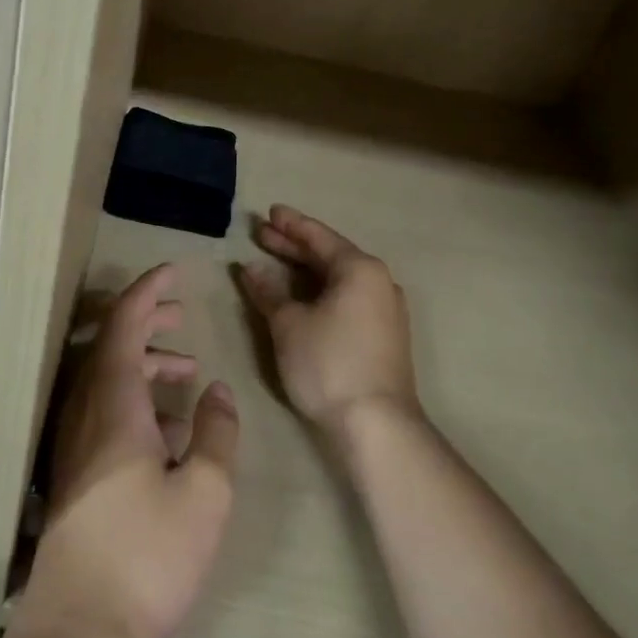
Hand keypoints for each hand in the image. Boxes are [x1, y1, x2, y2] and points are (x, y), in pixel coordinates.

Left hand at [18, 264, 239, 637]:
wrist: (81, 628)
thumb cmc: (148, 554)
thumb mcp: (205, 492)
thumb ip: (217, 432)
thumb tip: (217, 391)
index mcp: (113, 402)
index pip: (124, 324)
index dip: (148, 291)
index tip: (172, 271)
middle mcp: (85, 411)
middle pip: (109, 344)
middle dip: (146, 321)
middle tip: (181, 315)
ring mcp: (74, 442)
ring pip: (105, 378)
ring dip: (143, 362)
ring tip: (186, 371)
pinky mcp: (73, 471)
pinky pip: (102, 409)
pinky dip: (134, 397)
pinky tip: (167, 429)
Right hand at [234, 204, 420, 442]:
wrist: (377, 424)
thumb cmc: (329, 363)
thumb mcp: (289, 324)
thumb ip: (269, 291)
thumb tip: (251, 268)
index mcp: (360, 269)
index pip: (318, 237)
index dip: (290, 225)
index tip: (268, 213)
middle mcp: (379, 282)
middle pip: (330, 255)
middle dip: (294, 246)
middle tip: (262, 234)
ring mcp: (386, 309)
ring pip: (339, 278)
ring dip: (306, 270)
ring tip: (276, 261)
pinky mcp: (385, 334)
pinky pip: (348, 297)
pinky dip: (321, 290)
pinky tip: (302, 296)